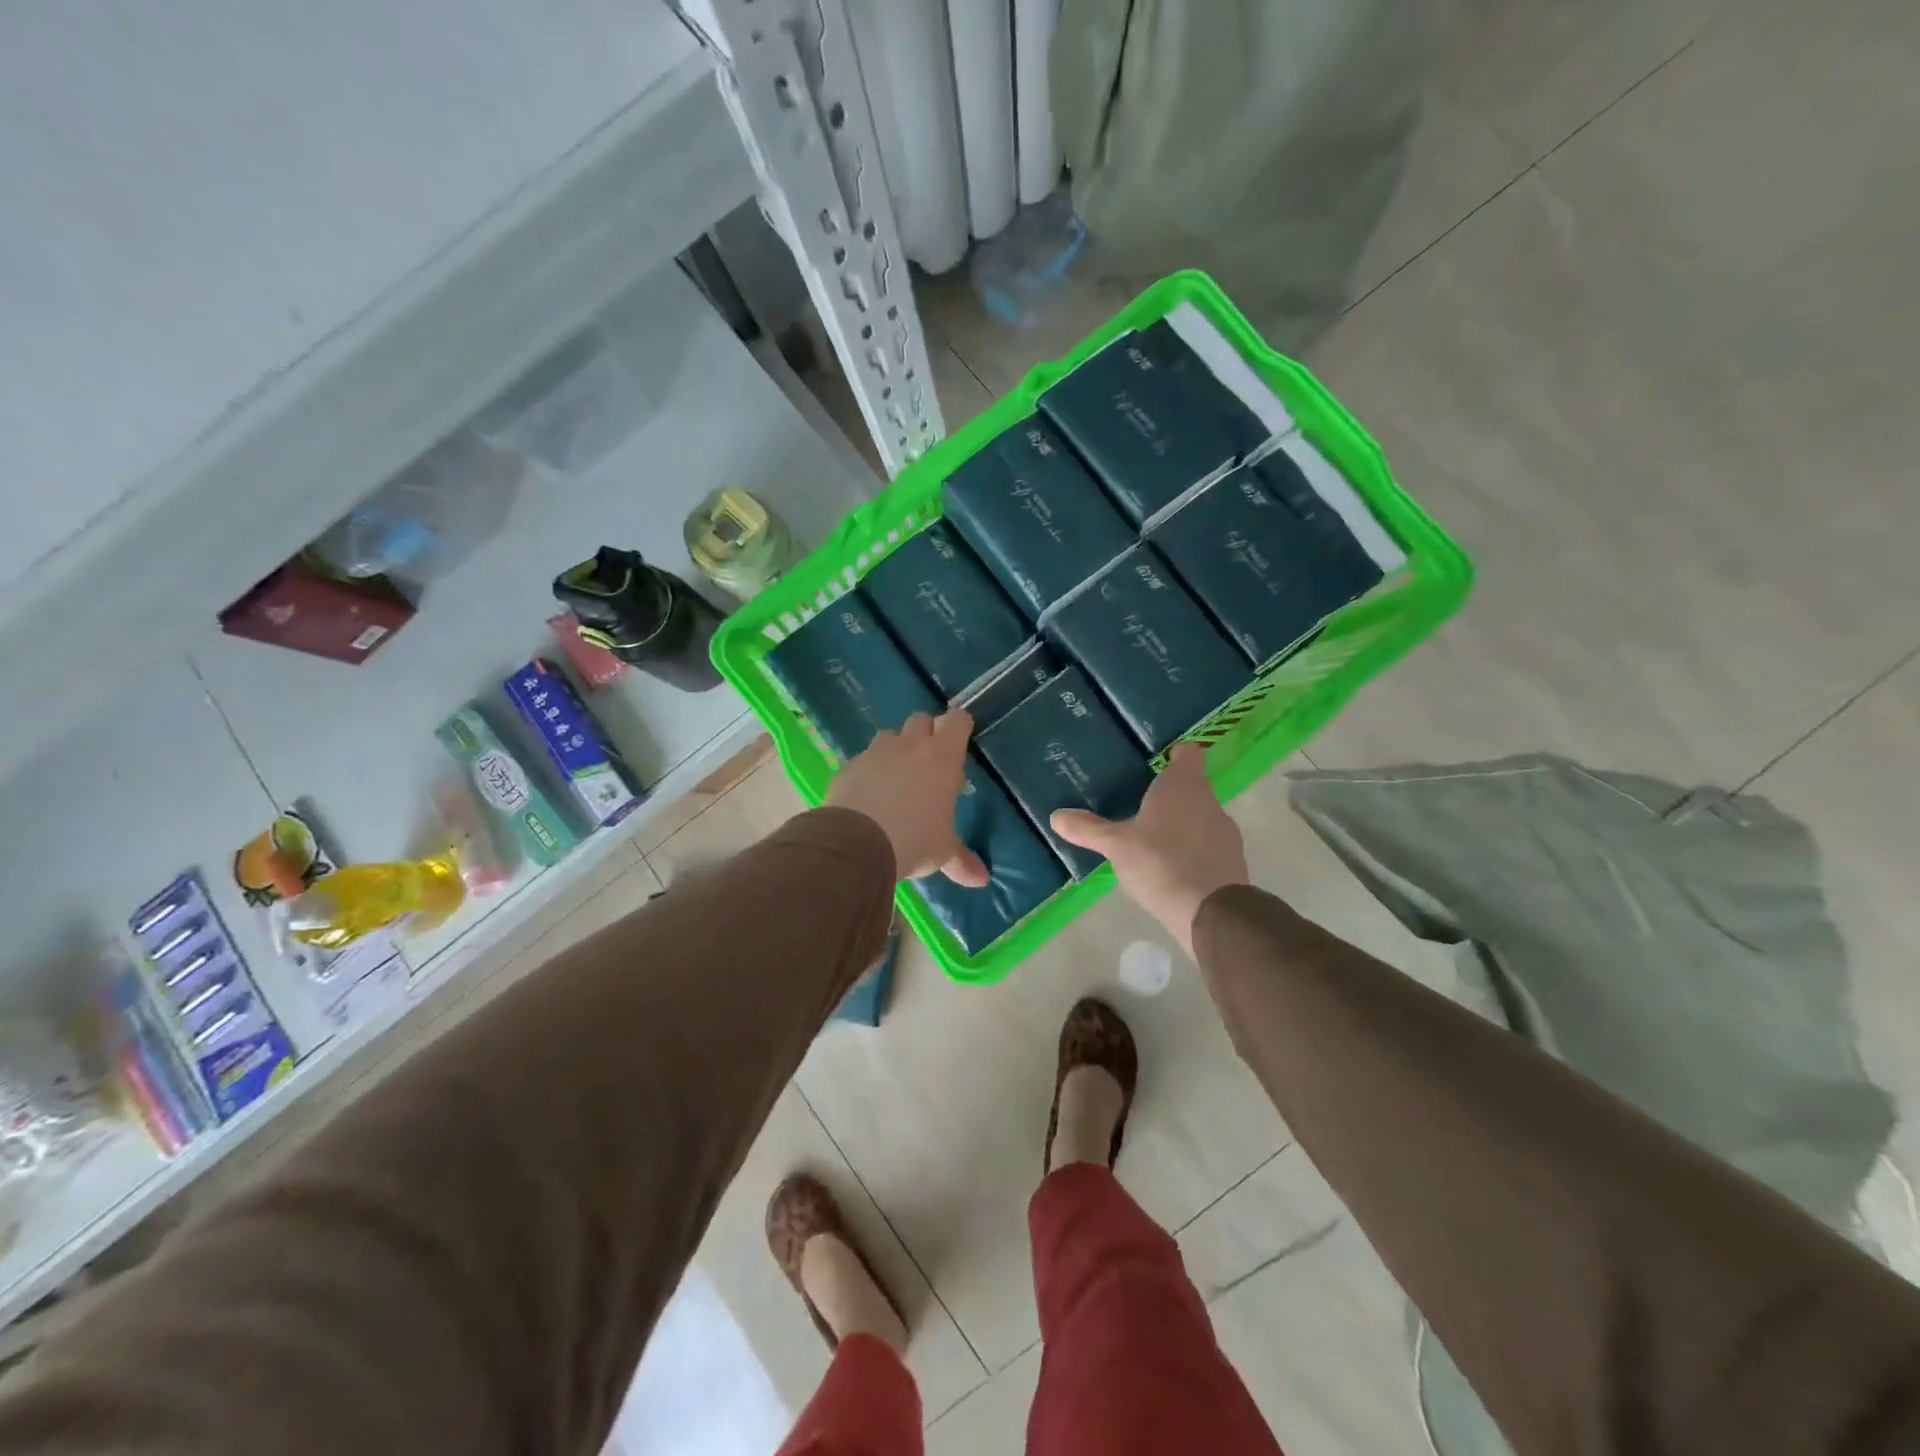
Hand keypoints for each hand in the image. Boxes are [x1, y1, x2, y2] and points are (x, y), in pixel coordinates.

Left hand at [828, 710, 989, 886]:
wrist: (858, 842)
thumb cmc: (915, 839)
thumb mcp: (942, 852)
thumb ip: (961, 860)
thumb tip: (982, 879)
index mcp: (942, 757)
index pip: (957, 721)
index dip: (959, 725)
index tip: (960, 738)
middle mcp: (910, 746)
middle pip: (921, 720)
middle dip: (926, 733)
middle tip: (929, 760)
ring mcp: (876, 753)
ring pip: (889, 736)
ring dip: (895, 749)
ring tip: (896, 777)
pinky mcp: (849, 766)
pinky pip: (862, 759)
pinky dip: (868, 770)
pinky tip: (867, 794)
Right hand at [1051, 742, 1246, 956]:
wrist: (1210, 911)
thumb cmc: (1159, 862)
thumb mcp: (1116, 845)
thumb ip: (1088, 829)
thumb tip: (1056, 816)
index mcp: (1183, 785)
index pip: (1188, 753)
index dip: (1174, 755)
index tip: (1155, 763)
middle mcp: (1208, 800)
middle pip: (1191, 786)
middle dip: (1169, 795)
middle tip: (1139, 804)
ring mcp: (1225, 830)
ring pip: (1200, 816)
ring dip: (1181, 824)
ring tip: (1152, 840)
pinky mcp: (1233, 859)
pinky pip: (1207, 844)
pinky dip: (1192, 850)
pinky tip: (1170, 868)